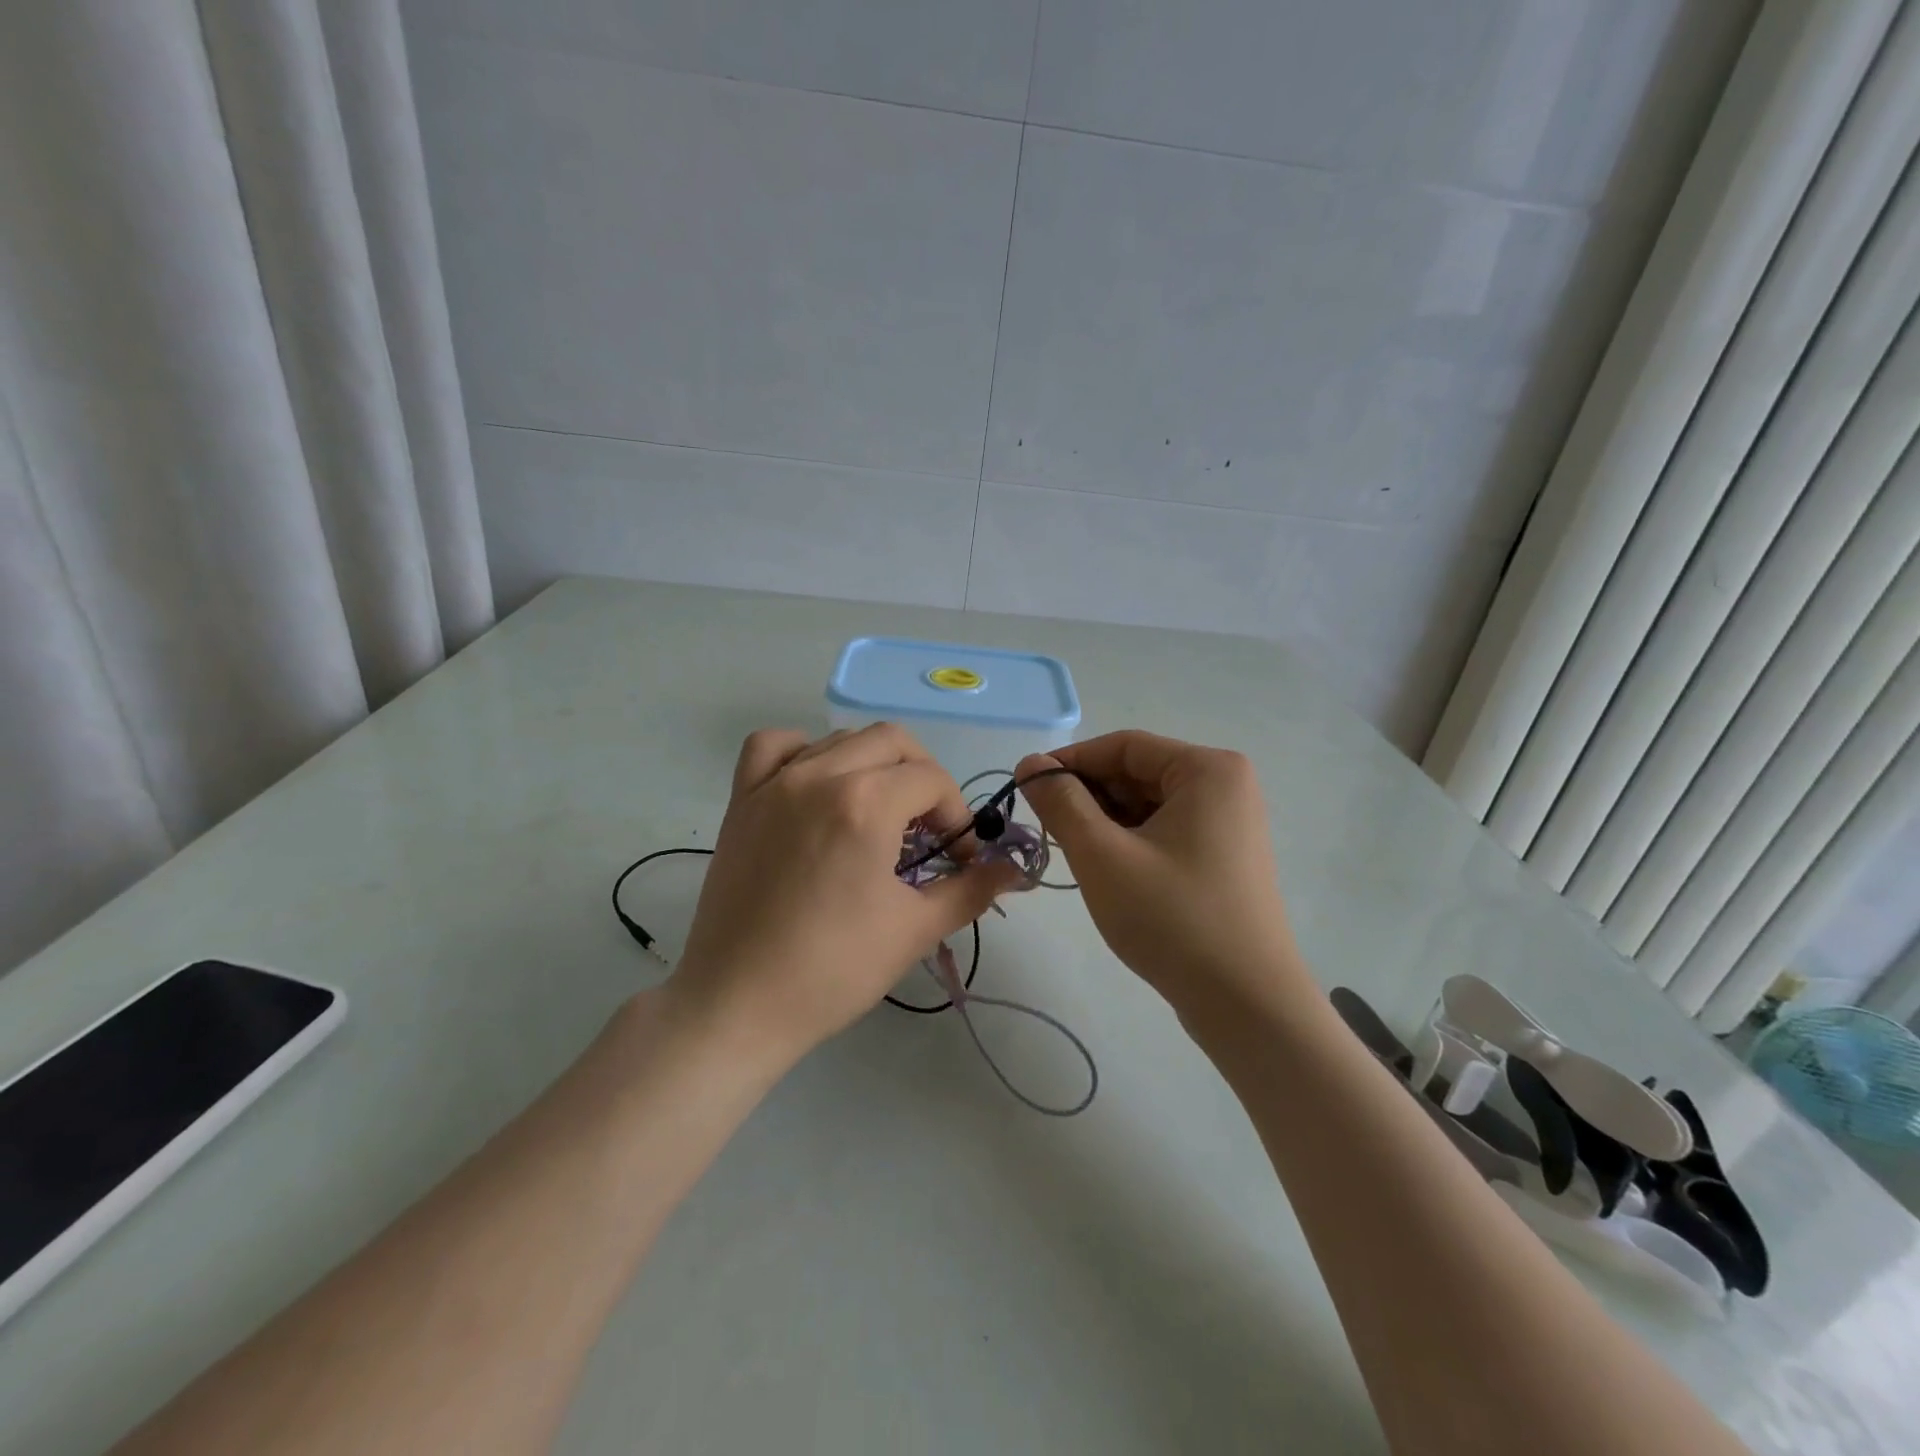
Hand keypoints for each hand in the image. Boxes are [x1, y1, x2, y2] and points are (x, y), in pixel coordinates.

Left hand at [669, 724, 1021, 1065]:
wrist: (738, 1005)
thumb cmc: (833, 970)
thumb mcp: (915, 929)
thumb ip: (972, 889)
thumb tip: (1013, 870)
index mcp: (865, 804)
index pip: (931, 780)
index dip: (956, 817)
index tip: (956, 859)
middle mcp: (819, 776)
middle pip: (892, 741)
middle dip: (923, 779)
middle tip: (927, 831)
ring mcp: (774, 784)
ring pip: (840, 739)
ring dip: (872, 765)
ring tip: (877, 814)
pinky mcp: (741, 800)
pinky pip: (773, 747)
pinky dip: (802, 752)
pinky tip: (815, 787)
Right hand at [1016, 732, 1312, 1023]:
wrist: (1246, 1005)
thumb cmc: (1172, 919)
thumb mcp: (1103, 855)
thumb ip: (1061, 802)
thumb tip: (1029, 763)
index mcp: (1208, 770)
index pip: (1122, 746)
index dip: (1069, 762)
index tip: (1026, 789)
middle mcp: (1226, 786)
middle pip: (1137, 774)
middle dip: (1088, 797)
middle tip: (1048, 830)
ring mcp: (1229, 824)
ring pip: (1148, 806)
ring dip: (1106, 823)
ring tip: (1075, 855)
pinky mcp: (1224, 858)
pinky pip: (1165, 832)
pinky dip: (1130, 843)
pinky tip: (1108, 872)